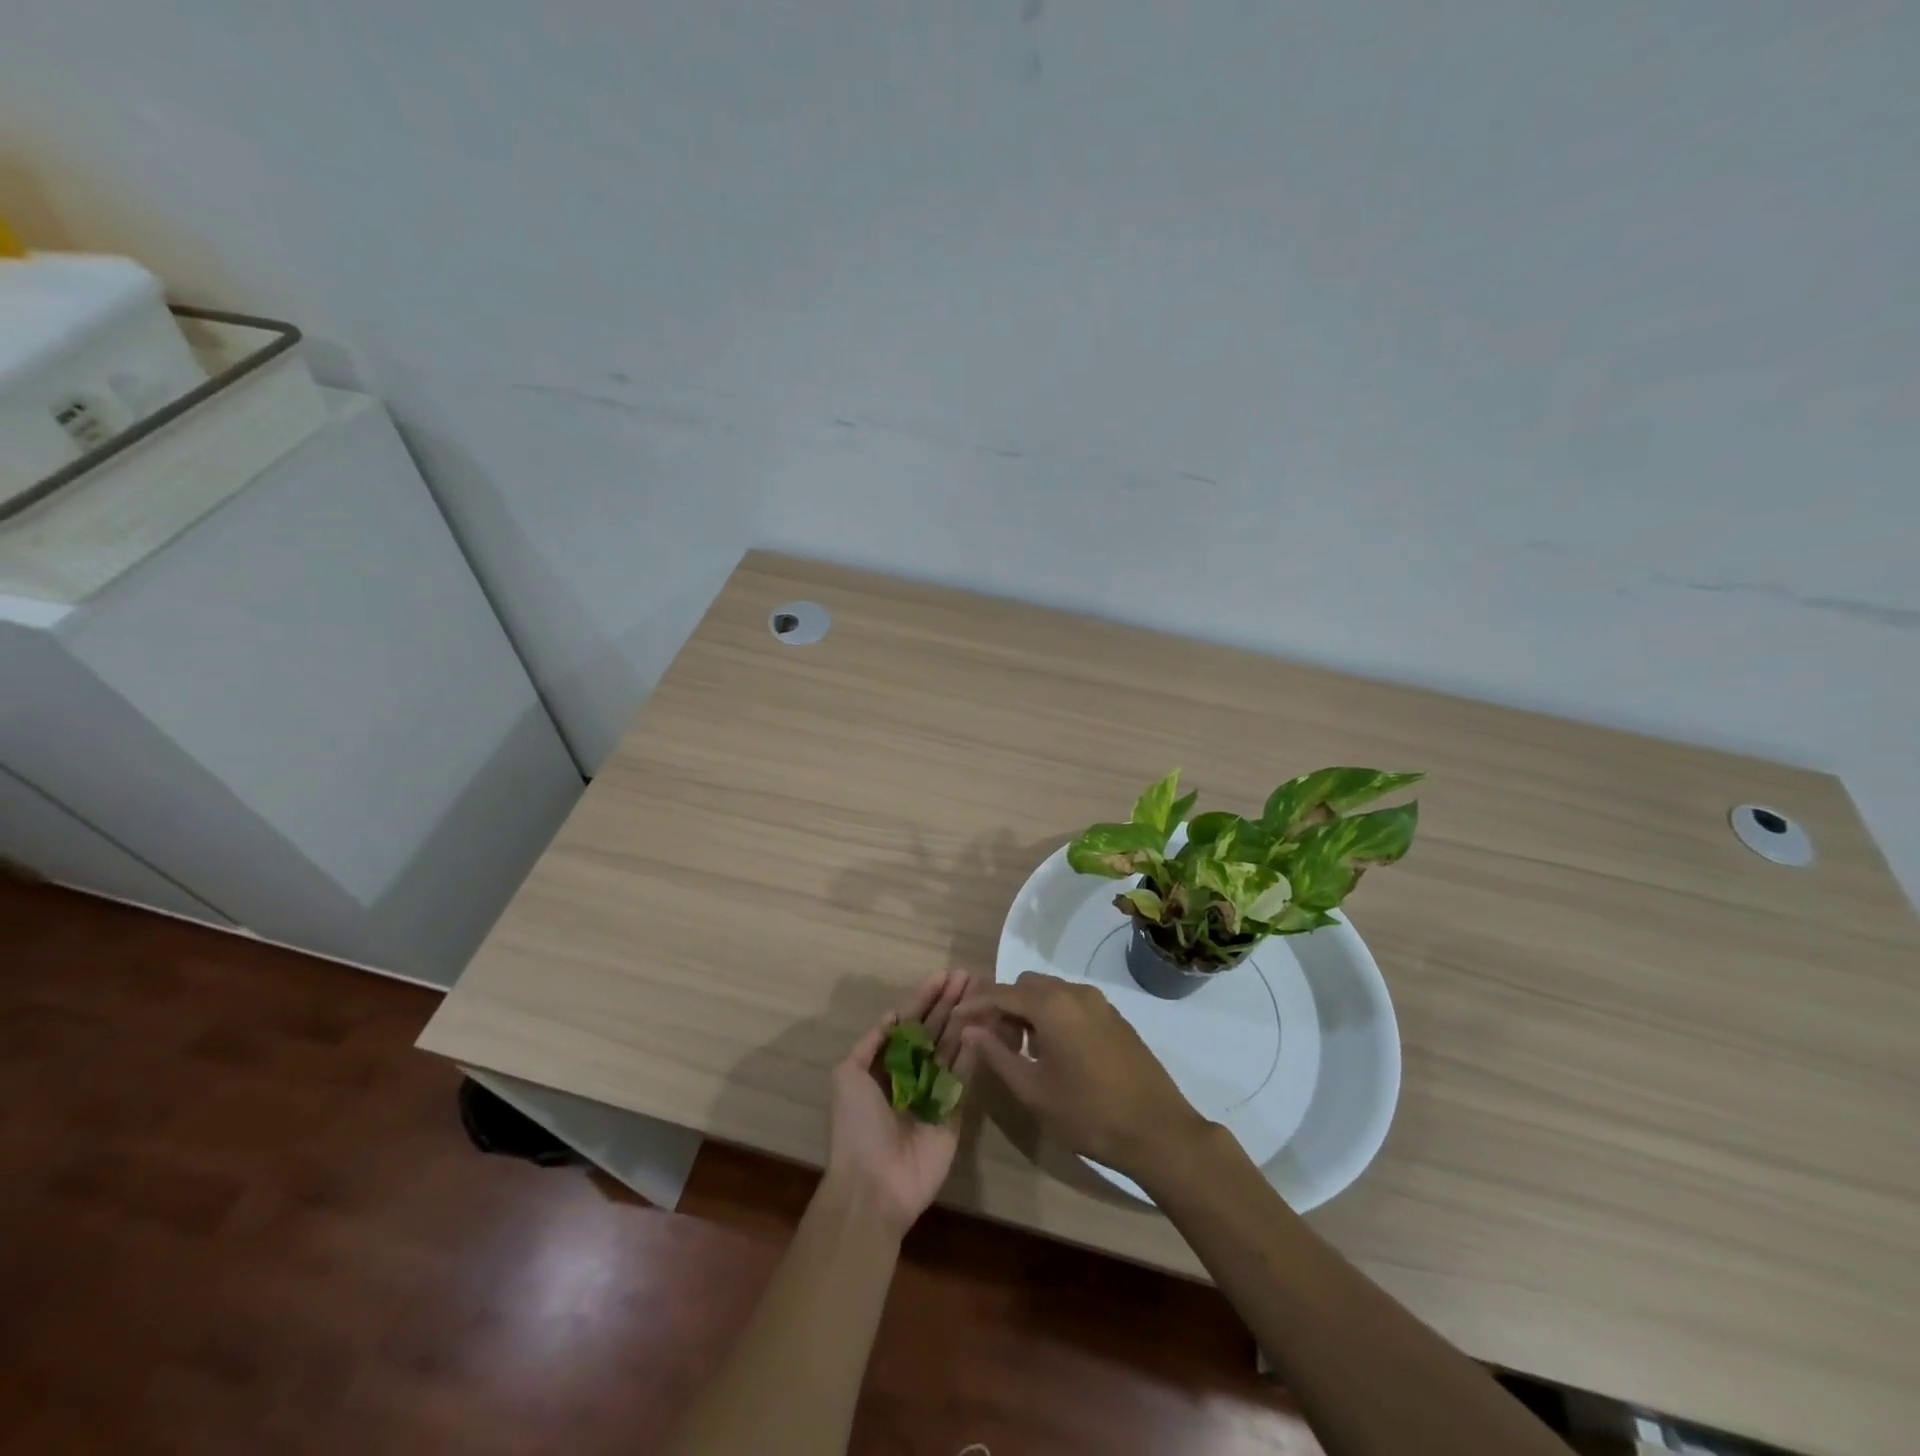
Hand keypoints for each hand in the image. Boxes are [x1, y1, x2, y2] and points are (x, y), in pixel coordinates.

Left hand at [824, 969, 977, 1237]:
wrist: (874, 1184)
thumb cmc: (856, 1126)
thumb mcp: (847, 1075)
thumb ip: (871, 1043)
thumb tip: (893, 1016)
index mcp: (883, 1065)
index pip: (908, 1022)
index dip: (924, 998)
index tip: (943, 975)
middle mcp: (910, 1074)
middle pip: (933, 1030)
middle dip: (948, 1002)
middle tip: (968, 975)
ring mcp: (933, 1092)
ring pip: (951, 1048)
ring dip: (964, 1020)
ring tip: (981, 993)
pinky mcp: (953, 1111)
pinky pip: (963, 1077)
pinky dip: (973, 1052)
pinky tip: (982, 1027)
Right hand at [955, 972, 1209, 1181]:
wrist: (1158, 1130)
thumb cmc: (1088, 1113)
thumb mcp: (1033, 1091)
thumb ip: (998, 1055)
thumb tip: (971, 1030)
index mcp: (1052, 1005)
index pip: (1001, 993)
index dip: (975, 1005)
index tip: (955, 1020)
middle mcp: (1075, 993)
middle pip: (1027, 986)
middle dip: (1005, 1007)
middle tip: (995, 1043)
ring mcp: (1099, 1003)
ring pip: (1051, 993)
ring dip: (1030, 1012)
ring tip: (1023, 1052)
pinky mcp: (1114, 1018)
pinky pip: (1072, 1004)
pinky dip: (1054, 1017)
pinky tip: (1054, 1054)